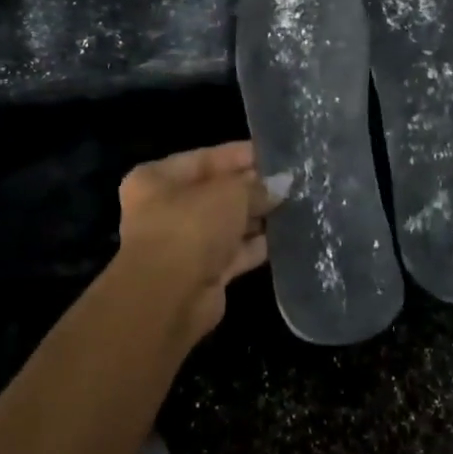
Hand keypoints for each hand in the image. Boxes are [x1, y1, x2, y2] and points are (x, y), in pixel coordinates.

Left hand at [112, 141, 281, 345]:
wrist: (170, 298)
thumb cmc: (192, 227)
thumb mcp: (230, 193)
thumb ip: (257, 186)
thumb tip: (281, 184)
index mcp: (157, 179)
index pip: (205, 158)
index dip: (240, 155)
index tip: (276, 155)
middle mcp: (165, 209)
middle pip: (215, 192)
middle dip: (251, 188)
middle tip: (291, 183)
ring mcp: (183, 244)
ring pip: (225, 224)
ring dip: (255, 217)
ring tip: (295, 206)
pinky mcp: (201, 273)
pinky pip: (233, 252)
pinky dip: (255, 245)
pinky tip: (285, 236)